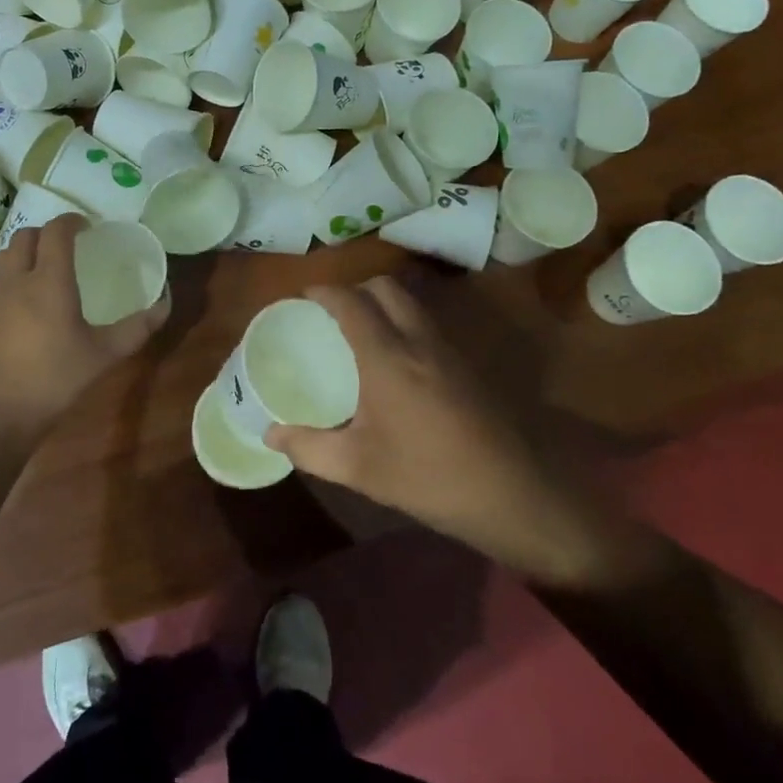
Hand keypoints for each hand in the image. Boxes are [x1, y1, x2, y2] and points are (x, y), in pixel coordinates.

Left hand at [0, 215, 167, 443]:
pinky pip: (1, 277)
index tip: (89, 227)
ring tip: (48, 263)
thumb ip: (136, 328)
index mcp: (49, 281)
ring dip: (27, 248)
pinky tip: (32, 296)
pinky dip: (16, 270)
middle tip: (70, 244)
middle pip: (26, 237)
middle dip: (48, 232)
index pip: (55, 232)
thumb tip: (165, 306)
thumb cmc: (54, 379)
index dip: (71, 221)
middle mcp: (19, 281)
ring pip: (7, 254)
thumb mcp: (104, 355)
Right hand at [264, 277, 638, 585]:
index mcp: (387, 356)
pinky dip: (405, 323)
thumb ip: (309, 447)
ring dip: (384, 303)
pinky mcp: (469, 366)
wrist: (512, 494)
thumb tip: (270, 433)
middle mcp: (418, 340)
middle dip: (356, 288)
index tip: (304, 295)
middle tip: (333, 312)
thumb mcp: (358, 467)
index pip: (351, 302)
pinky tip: (397, 362)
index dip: (325, 291)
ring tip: (361, 332)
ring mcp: (449, 350)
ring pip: (412, 304)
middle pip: (386, 288)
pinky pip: (428, 325)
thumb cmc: (427, 476)